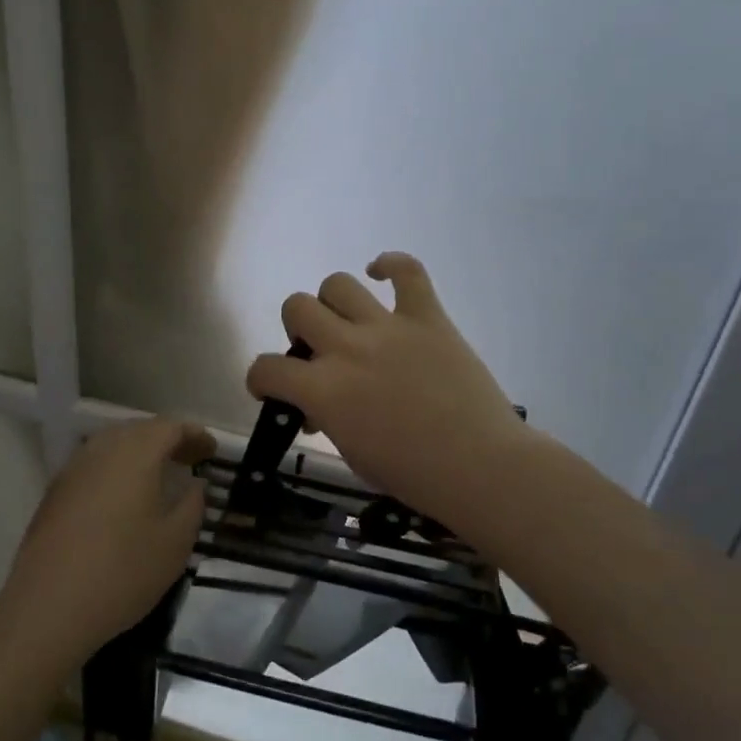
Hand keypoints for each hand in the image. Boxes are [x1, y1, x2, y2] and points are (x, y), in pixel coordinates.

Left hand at [0, 417, 216, 662]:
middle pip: (139, 430)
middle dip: (167, 440)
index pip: (170, 427)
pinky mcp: (55, 492)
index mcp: (135, 453)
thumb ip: (192, 504)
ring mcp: (73, 469)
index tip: (212, 451)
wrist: (48, 607)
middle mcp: (102, 450)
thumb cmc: (123, 571)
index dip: (195, 435)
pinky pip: (94, 466)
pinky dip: (116, 470)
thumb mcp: (175, 542)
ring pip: (113, 446)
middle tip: (190, 460)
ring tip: (159, 477)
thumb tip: (194, 484)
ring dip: (139, 453)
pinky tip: (124, 498)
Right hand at [245, 253, 529, 522]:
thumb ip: (328, 419)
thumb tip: (320, 406)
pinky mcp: (427, 317)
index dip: (261, 378)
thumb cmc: (413, 476)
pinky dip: (391, 264)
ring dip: (333, 302)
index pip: (266, 367)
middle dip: (297, 329)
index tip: (272, 387)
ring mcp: (387, 327)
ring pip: (337, 283)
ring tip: (347, 321)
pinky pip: (407, 270)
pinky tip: (382, 273)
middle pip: (296, 307)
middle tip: (317, 350)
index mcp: (323, 390)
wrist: (480, 467)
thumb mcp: (352, 454)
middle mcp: (346, 348)